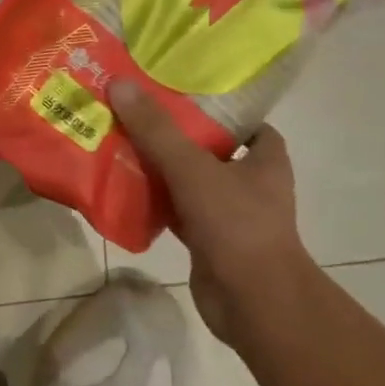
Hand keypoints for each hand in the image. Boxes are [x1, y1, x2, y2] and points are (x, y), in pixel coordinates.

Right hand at [108, 80, 306, 345]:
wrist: (252, 301)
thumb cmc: (236, 225)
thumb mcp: (193, 169)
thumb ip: (156, 130)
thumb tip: (120, 84)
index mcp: (265, 160)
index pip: (245, 123)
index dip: (215, 109)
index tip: (177, 96)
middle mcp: (251, 184)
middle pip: (209, 151)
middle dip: (175, 137)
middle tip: (135, 116)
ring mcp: (229, 215)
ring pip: (189, 184)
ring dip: (160, 171)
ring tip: (119, 146)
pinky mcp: (208, 242)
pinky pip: (176, 213)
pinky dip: (155, 205)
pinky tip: (123, 192)